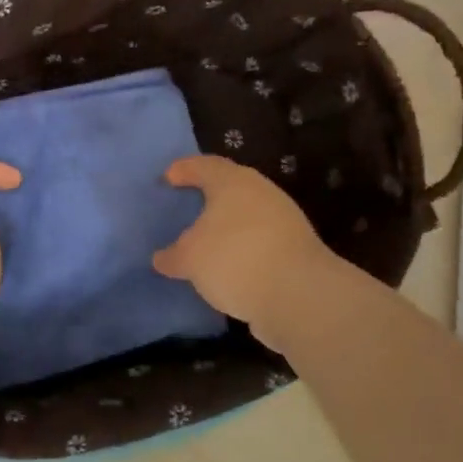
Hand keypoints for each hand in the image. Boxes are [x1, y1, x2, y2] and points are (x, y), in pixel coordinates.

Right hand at [152, 155, 337, 342]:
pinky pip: (257, 241)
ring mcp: (283, 220)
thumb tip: (163, 258)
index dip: (184, 169)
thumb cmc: (234, 259)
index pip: (204, 165)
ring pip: (245, 216)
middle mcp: (261, 193)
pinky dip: (239, 248)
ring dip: (224, 228)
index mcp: (233, 183)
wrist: (299, 296)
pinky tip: (225, 267)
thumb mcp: (189, 259)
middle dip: (206, 198)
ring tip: (201, 244)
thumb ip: (172, 256)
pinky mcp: (295, 248)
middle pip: (228, 188)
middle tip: (184, 209)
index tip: (167, 178)